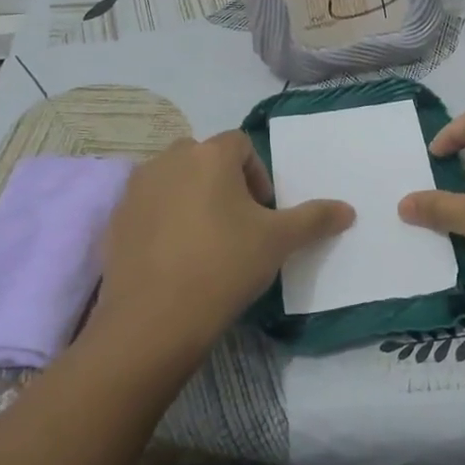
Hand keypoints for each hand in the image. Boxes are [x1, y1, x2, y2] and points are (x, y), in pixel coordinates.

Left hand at [90, 131, 352, 370]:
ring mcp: (135, 189)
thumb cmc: (224, 266)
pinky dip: (164, 220)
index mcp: (209, 155)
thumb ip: (315, 219)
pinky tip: (176, 258)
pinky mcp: (115, 219)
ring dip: (192, 197)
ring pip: (173, 179)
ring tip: (206, 240)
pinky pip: (148, 206)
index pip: (240, 144)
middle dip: (224, 181)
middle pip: (204, 157)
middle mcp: (168, 160)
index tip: (263, 212)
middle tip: (238, 222)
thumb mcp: (278, 242)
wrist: (153, 320)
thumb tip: (349, 210)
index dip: (258, 174)